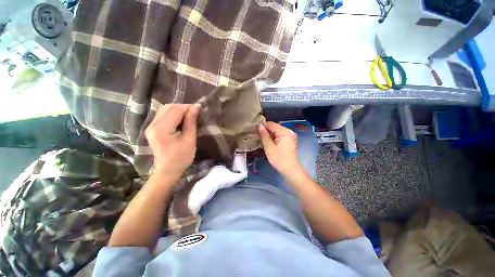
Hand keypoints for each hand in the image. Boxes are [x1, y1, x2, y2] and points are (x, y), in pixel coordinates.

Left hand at [145, 104, 200, 179]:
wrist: (168, 170)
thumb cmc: (181, 157)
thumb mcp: (189, 139)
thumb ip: (191, 122)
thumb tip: (196, 107)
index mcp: (161, 130)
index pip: (175, 110)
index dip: (188, 107)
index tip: (200, 108)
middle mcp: (152, 125)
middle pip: (168, 107)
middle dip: (183, 107)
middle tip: (195, 112)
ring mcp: (150, 127)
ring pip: (164, 110)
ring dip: (178, 110)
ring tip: (189, 115)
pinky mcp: (152, 129)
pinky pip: (162, 115)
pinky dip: (173, 114)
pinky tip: (181, 119)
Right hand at [258, 121, 300, 175]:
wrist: (290, 169)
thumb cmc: (278, 158)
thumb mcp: (269, 146)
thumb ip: (264, 135)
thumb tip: (260, 125)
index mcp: (285, 132)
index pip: (271, 124)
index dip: (263, 126)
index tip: (255, 129)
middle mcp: (289, 131)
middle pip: (275, 127)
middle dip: (266, 130)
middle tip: (257, 135)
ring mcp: (290, 136)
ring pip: (277, 131)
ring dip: (269, 134)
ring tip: (261, 138)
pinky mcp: (289, 140)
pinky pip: (280, 135)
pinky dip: (274, 138)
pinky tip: (268, 142)